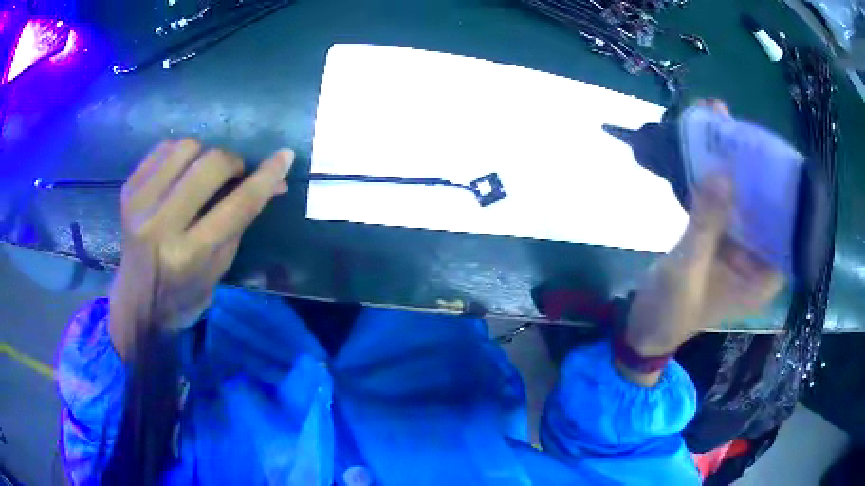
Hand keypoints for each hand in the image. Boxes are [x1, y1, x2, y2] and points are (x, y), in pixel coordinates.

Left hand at [108, 140, 293, 357]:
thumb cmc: (183, 296)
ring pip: (187, 147)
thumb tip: (274, 184)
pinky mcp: (128, 190)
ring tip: (202, 176)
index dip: (266, 177)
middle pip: (211, 165)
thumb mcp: (219, 268)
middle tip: (234, 176)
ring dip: (204, 156)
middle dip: (233, 162)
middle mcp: (161, 226)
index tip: (285, 157)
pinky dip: (180, 155)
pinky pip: (164, 148)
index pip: (237, 205)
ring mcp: (140, 204)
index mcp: (189, 255)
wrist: (136, 303)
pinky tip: (180, 174)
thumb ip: (242, 222)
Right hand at [619, 100, 783, 384]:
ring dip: (736, 167)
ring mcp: (740, 247)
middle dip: (757, 171)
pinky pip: (726, 203)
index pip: (789, 234)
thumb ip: (706, 223)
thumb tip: (721, 171)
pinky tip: (710, 149)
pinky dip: (718, 179)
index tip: (778, 158)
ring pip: (745, 202)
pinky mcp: (722, 238)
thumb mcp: (688, 269)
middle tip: (748, 133)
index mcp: (761, 279)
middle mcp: (757, 260)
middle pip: (768, 210)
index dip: (787, 196)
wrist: (645, 325)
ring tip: (725, 125)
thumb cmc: (671, 311)